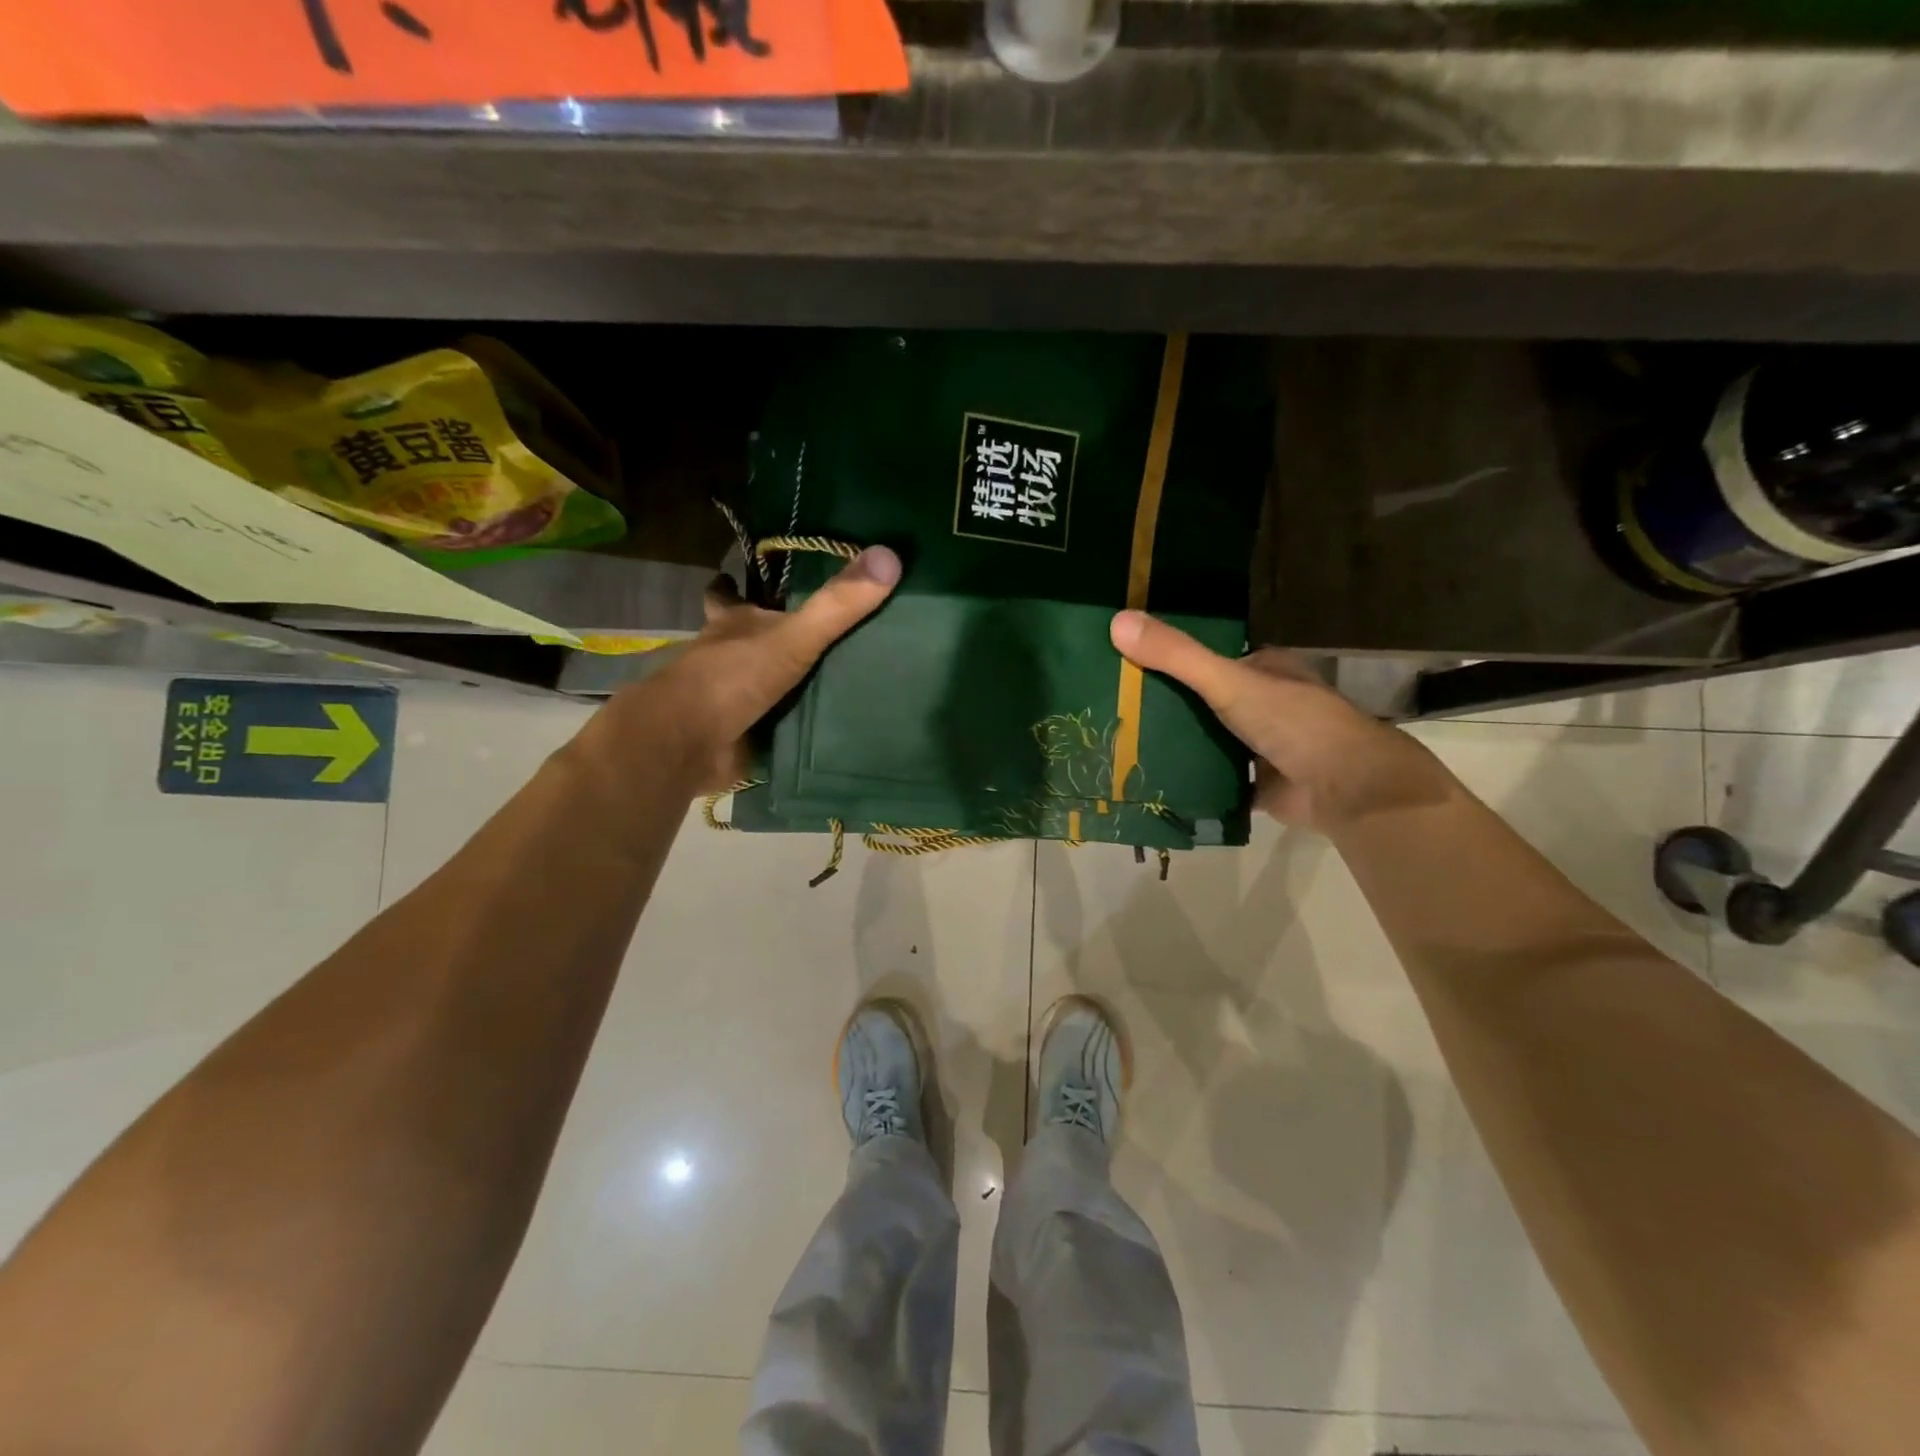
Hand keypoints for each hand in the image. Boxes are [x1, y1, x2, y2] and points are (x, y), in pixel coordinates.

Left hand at [611, 546, 901, 791]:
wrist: (691, 742)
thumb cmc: (734, 676)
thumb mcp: (793, 635)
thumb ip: (837, 604)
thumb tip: (890, 555)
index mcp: (733, 624)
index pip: (728, 595)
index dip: (735, 586)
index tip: (750, 578)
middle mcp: (727, 656)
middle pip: (747, 639)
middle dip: (771, 636)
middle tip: (818, 633)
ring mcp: (731, 697)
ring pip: (762, 681)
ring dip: (788, 682)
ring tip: (840, 678)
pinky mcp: (741, 733)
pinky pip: (774, 723)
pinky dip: (794, 723)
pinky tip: (828, 726)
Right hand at [1109, 609, 1452, 833]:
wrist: (1346, 788)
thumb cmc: (1293, 723)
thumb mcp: (1228, 681)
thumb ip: (1176, 656)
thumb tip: (1116, 620)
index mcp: (1265, 671)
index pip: (1209, 661)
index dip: (1170, 664)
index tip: (1125, 669)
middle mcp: (1266, 705)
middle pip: (1206, 702)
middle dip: (1169, 709)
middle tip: (1115, 713)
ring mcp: (1264, 747)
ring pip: (1210, 741)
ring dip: (1179, 746)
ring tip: (1123, 747)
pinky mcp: (1260, 786)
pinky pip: (1217, 780)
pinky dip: (1192, 781)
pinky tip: (1153, 782)